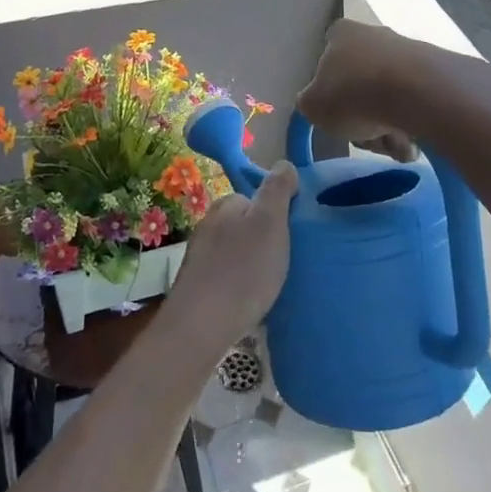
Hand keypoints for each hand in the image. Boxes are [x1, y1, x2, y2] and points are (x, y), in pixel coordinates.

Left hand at [164, 162, 298, 350]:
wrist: (201, 327)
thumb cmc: (242, 271)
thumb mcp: (270, 223)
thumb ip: (276, 191)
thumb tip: (283, 164)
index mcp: (225, 205)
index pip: (255, 198)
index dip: (277, 213)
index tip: (292, 235)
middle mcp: (208, 225)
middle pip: (245, 225)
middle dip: (264, 239)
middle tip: (285, 262)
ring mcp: (200, 256)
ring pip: (236, 252)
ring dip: (252, 264)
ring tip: (271, 285)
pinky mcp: (198, 286)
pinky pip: (227, 276)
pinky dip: (240, 284)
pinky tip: (251, 302)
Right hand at [295, 20, 418, 161]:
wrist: (417, 93)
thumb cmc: (353, 95)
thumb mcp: (312, 106)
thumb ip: (310, 103)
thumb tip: (318, 103)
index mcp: (340, 34)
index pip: (327, 61)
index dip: (330, 94)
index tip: (338, 116)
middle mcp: (374, 34)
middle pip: (360, 86)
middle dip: (364, 120)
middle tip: (367, 139)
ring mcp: (407, 50)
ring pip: (389, 99)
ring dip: (388, 128)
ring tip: (394, 146)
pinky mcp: (436, 69)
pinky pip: (416, 103)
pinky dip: (413, 124)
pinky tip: (415, 141)